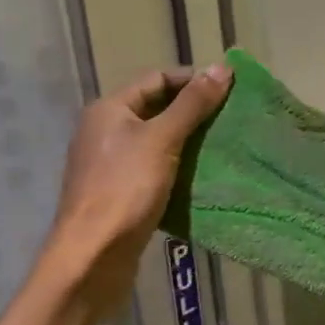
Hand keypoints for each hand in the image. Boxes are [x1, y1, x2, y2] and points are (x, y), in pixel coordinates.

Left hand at [49, 63, 230, 302]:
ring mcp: (111, 165)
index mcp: (109, 110)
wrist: (92, 257)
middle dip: (193, 112)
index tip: (228, 89)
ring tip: (226, 145)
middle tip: (232, 117)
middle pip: (156, 110)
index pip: (157, 79)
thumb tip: (222, 68)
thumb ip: (192, 104)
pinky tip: (204, 177)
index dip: (192, 80)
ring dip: (189, 142)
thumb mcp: (162, 140)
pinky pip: (155, 170)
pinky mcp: (120, 194)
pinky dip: (179, 169)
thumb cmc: (125, 189)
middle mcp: (105, 132)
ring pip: (157, 142)